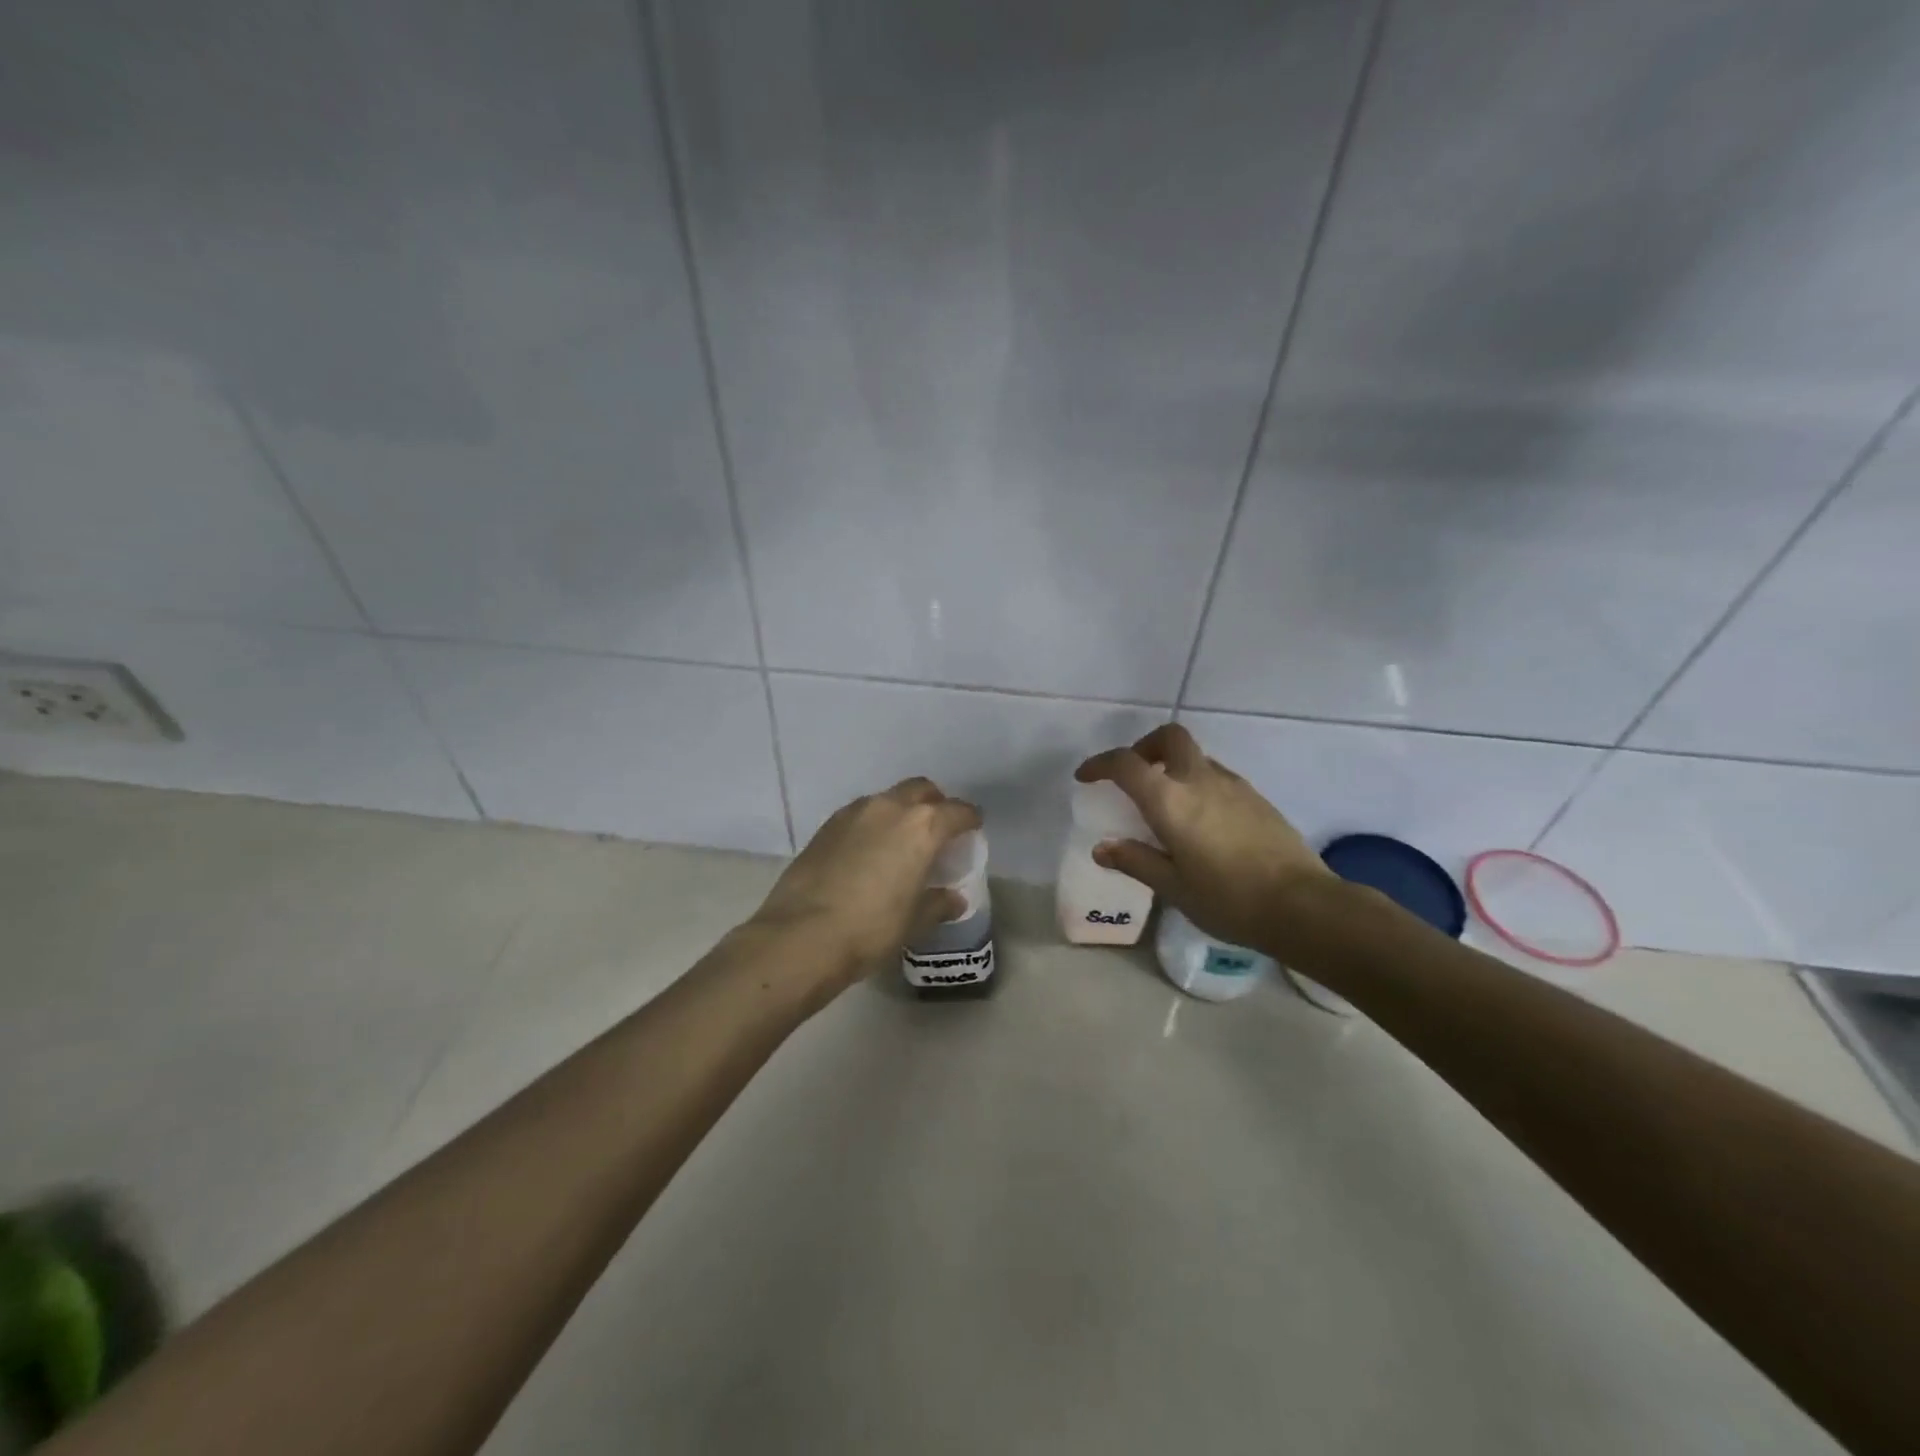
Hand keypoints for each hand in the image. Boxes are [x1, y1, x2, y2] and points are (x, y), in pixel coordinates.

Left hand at [750, 777, 982, 989]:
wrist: (802, 934)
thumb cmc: (871, 928)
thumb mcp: (915, 921)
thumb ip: (939, 904)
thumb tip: (954, 899)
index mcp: (922, 827)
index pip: (958, 811)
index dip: (969, 820)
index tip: (973, 829)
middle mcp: (890, 808)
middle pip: (921, 790)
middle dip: (934, 804)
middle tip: (937, 830)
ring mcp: (854, 812)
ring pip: (888, 798)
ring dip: (900, 811)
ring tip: (900, 841)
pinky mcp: (827, 825)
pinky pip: (860, 814)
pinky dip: (872, 823)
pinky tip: (868, 851)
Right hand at [1075, 724, 1327, 955]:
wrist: (1302, 906)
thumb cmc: (1228, 899)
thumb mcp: (1173, 887)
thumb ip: (1135, 861)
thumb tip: (1102, 848)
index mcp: (1170, 800)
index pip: (1126, 764)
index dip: (1100, 764)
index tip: (1086, 777)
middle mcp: (1200, 780)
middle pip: (1170, 737)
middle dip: (1146, 747)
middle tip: (1136, 776)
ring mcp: (1234, 786)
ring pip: (1197, 756)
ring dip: (1175, 767)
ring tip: (1168, 806)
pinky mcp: (1257, 798)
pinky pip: (1218, 777)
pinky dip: (1199, 784)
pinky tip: (1202, 823)